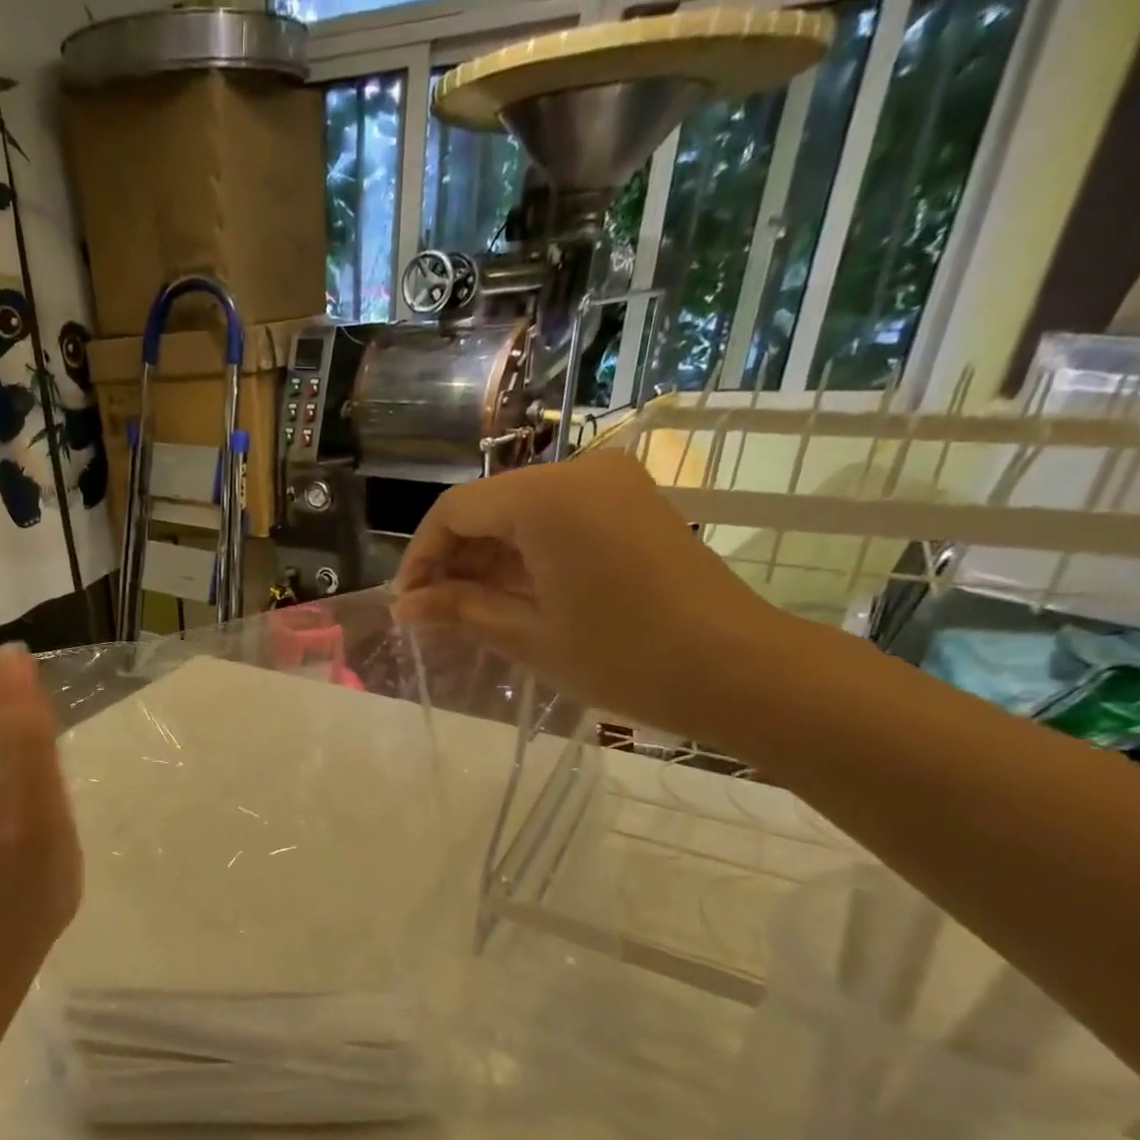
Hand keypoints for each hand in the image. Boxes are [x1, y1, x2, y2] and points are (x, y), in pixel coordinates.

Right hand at [393, 451, 794, 739]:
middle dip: (454, 558)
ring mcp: (611, 483)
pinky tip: (516, 595)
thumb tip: (403, 606)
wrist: (736, 668)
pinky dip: (526, 552)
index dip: (421, 556)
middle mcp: (578, 471)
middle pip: (488, 505)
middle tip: (435, 613)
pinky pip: (557, 517)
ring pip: (520, 511)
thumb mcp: (526, 635)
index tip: (408, 604)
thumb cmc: (621, 656)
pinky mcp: (631, 502)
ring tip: (471, 611)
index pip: (455, 510)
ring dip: (488, 558)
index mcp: (546, 497)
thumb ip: (456, 609)